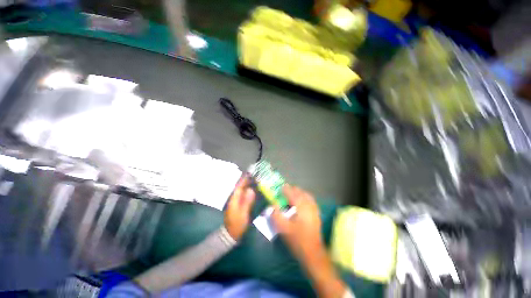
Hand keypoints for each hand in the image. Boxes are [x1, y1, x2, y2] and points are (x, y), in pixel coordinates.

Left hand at [224, 176, 254, 240]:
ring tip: (256, 180)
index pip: (240, 186)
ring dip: (248, 185)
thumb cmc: (237, 224)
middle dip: (247, 181)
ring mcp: (236, 202)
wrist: (231, 235)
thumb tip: (251, 189)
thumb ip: (247, 201)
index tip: (250, 172)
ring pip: (242, 191)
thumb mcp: (243, 213)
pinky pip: (243, 195)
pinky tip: (254, 191)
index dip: (245, 179)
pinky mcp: (238, 205)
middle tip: (256, 175)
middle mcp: (234, 198)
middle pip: (241, 187)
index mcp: (234, 199)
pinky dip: (248, 191)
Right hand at [272, 185, 347, 297]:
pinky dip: (305, 197)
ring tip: (292, 194)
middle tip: (285, 191)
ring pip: (307, 195)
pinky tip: (301, 202)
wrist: (313, 253)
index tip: (280, 187)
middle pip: (301, 192)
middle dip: (292, 190)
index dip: (286, 189)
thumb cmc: (297, 240)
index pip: (292, 193)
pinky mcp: (317, 214)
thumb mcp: (283, 228)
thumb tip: (273, 205)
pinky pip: (311, 201)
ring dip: (299, 193)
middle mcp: (309, 205)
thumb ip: (276, 215)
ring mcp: (314, 209)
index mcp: (301, 207)